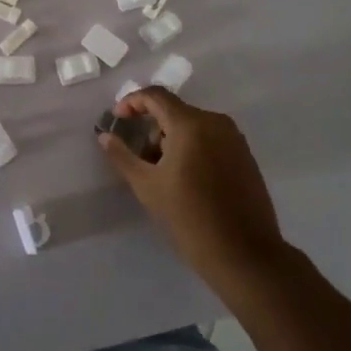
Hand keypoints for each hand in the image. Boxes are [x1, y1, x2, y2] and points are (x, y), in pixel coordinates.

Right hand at [98, 88, 287, 289]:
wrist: (245, 255)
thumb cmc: (190, 218)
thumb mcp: (147, 186)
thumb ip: (122, 156)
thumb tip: (105, 136)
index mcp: (191, 124)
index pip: (155, 96)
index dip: (132, 102)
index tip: (117, 119)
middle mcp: (215, 122)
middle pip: (174, 111)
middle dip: (152, 129)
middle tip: (140, 159)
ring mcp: (234, 139)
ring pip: (193, 126)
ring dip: (171, 140)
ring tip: (162, 175)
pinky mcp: (245, 156)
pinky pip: (211, 139)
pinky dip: (193, 149)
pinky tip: (187, 180)